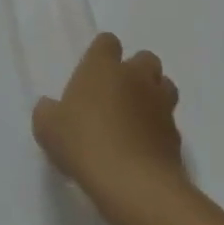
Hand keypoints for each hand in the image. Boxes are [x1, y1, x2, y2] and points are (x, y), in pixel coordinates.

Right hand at [33, 34, 187, 213]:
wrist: (132, 182)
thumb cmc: (83, 143)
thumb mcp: (47, 128)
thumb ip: (48, 112)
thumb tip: (50, 108)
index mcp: (103, 66)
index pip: (107, 42)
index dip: (101, 54)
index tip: (93, 73)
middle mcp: (136, 77)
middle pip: (144, 58)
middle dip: (136, 72)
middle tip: (118, 94)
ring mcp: (160, 104)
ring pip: (165, 86)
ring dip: (154, 96)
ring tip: (136, 118)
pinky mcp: (176, 135)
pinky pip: (169, 123)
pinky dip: (159, 130)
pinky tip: (144, 149)